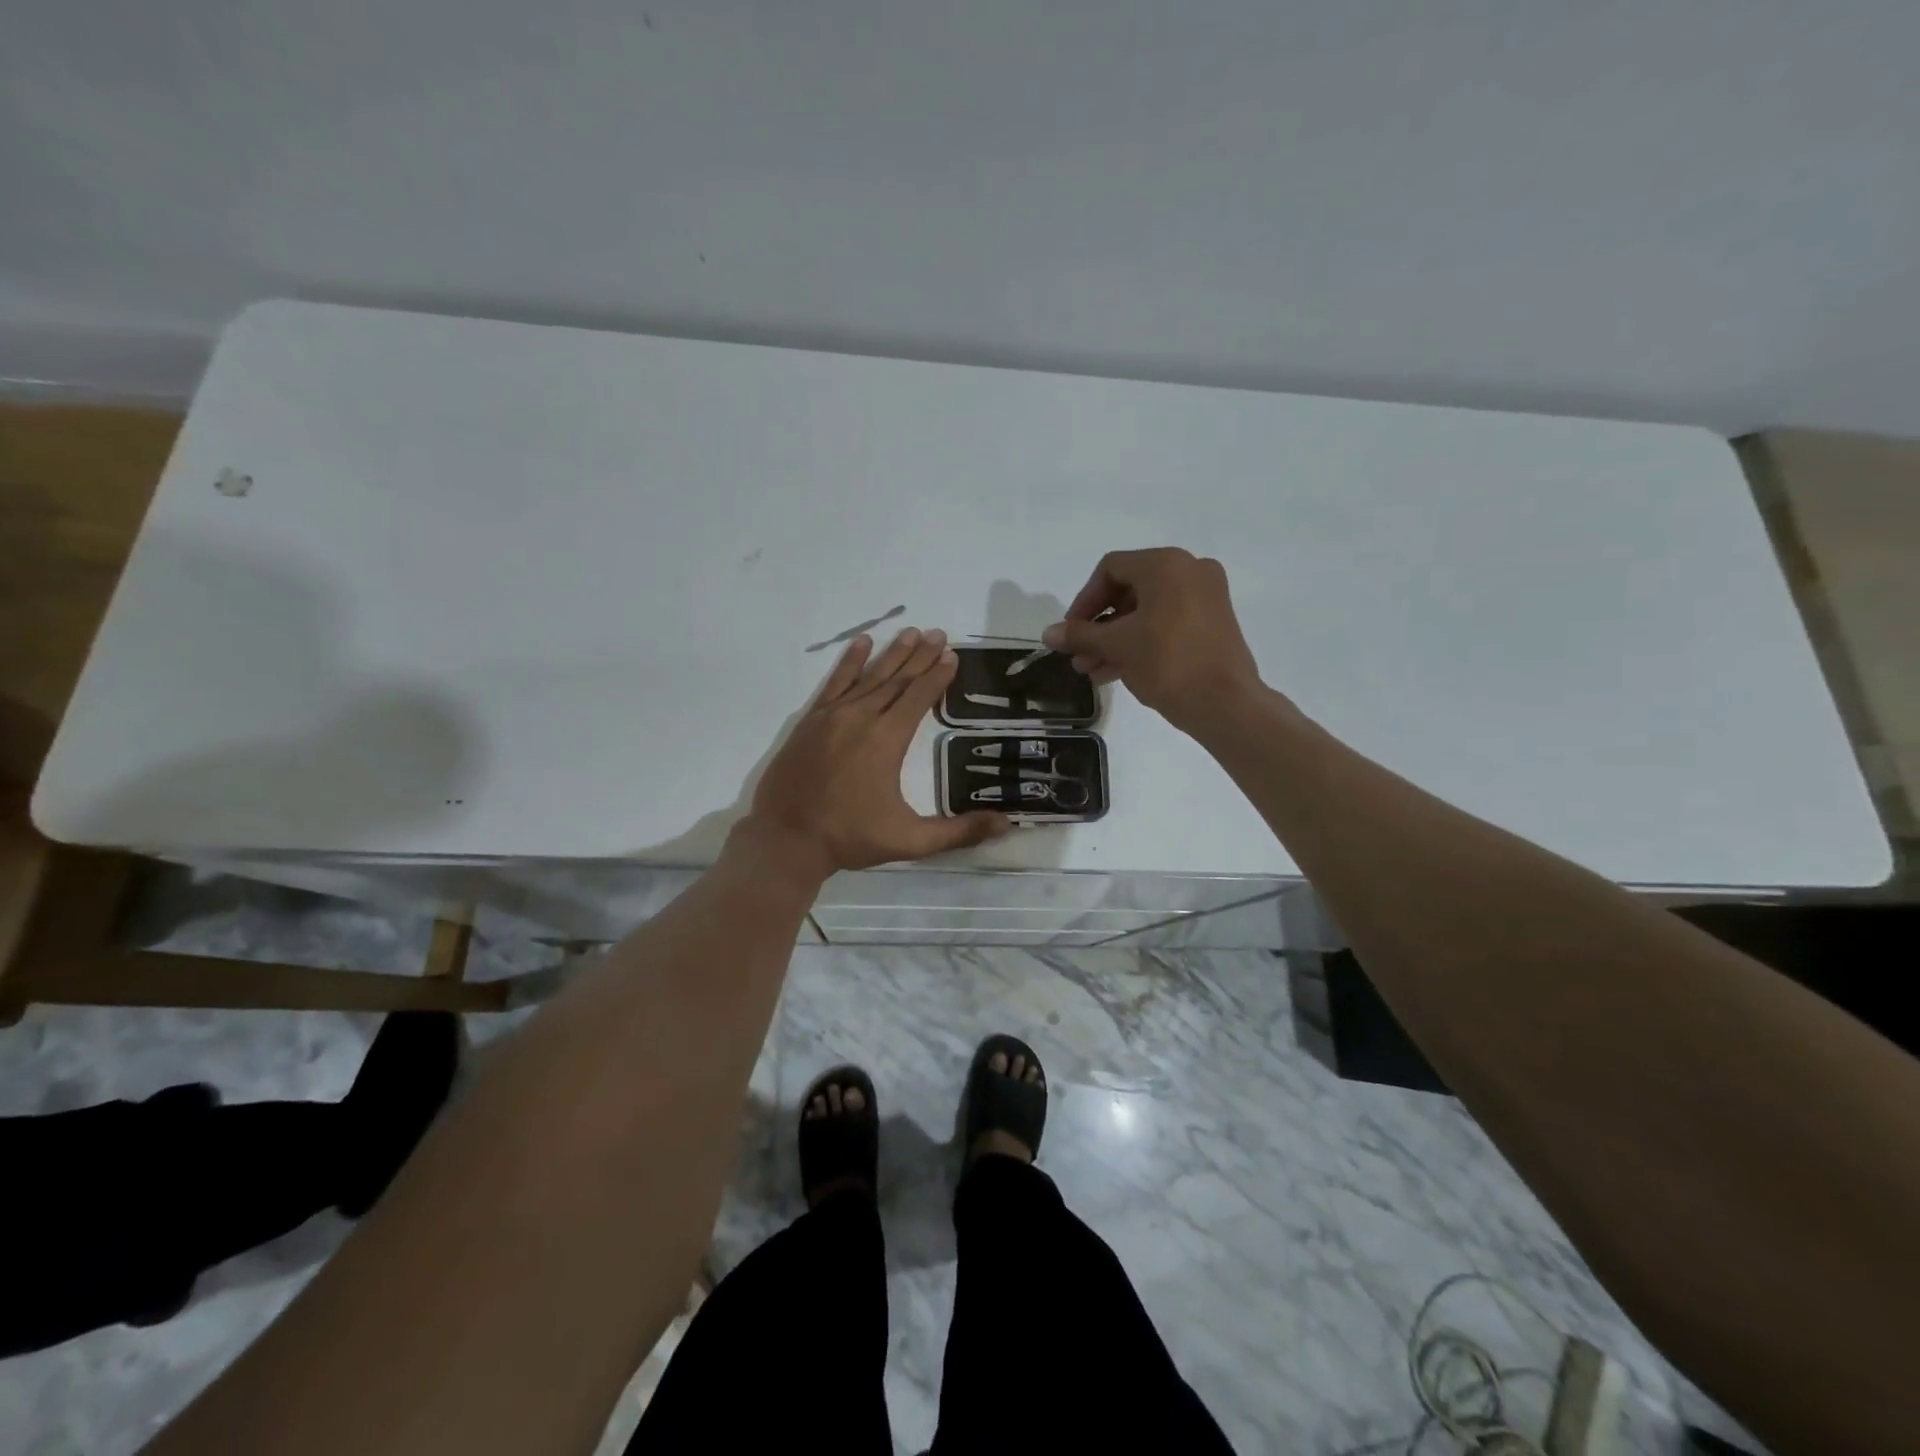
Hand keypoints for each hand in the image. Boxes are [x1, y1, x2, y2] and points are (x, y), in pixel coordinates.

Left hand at [736, 627, 1011, 882]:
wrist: (785, 839)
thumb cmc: (850, 837)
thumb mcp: (910, 841)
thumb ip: (958, 832)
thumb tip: (1006, 825)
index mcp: (887, 740)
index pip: (919, 697)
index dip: (938, 676)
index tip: (952, 655)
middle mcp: (861, 718)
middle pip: (897, 679)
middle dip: (920, 656)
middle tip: (939, 634)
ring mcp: (832, 716)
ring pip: (869, 676)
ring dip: (892, 653)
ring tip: (911, 632)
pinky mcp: (810, 721)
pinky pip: (834, 682)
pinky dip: (849, 661)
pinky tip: (861, 643)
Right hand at [1042, 548, 1266, 734]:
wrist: (1226, 704)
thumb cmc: (1168, 663)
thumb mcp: (1118, 646)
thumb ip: (1081, 635)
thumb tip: (1048, 634)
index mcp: (1166, 564)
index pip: (1110, 569)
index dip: (1083, 600)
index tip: (1071, 632)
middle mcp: (1189, 570)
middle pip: (1128, 590)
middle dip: (1098, 626)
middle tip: (1079, 655)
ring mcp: (1205, 597)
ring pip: (1146, 611)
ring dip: (1115, 639)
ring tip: (1091, 670)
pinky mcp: (1213, 623)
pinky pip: (1166, 623)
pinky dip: (1140, 642)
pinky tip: (1114, 672)